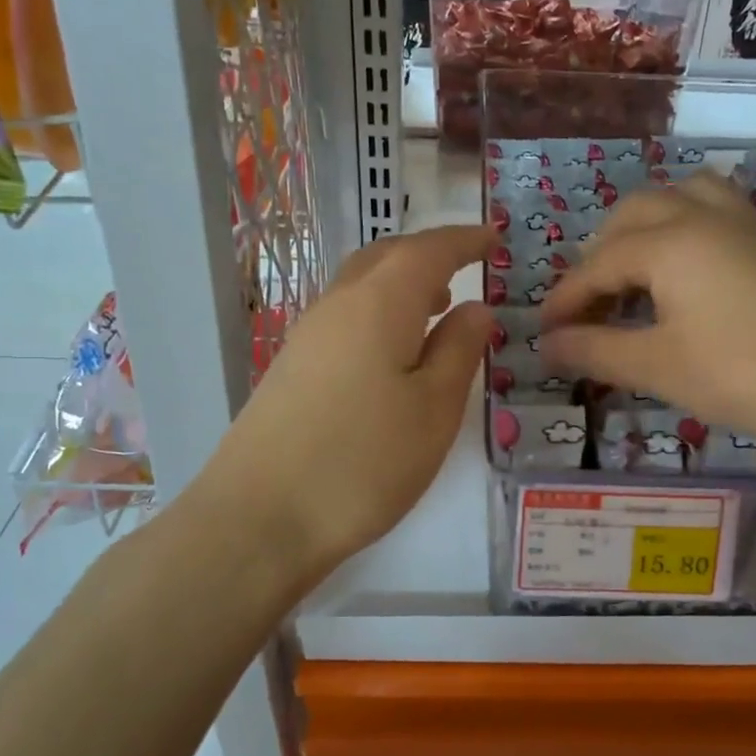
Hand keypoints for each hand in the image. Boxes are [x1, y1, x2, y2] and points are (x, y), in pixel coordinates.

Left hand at [212, 224, 494, 576]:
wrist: (260, 517)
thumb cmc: (365, 461)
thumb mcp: (434, 409)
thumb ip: (460, 349)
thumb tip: (476, 308)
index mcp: (379, 303)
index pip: (428, 250)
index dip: (464, 240)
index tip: (494, 238)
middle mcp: (337, 304)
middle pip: (386, 257)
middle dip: (429, 255)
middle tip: (466, 270)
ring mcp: (307, 336)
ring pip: (361, 286)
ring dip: (402, 285)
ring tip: (437, 308)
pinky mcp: (291, 368)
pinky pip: (345, 317)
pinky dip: (378, 313)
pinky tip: (393, 353)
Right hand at [540, 174, 755, 454]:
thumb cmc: (740, 375)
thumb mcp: (656, 367)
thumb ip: (594, 350)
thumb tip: (545, 347)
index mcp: (669, 242)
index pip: (597, 264)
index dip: (565, 299)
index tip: (544, 331)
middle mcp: (702, 215)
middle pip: (631, 216)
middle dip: (598, 256)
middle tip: (588, 306)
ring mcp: (742, 220)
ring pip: (675, 197)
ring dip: (642, 227)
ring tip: (632, 272)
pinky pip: (713, 206)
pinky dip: (682, 223)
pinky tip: (684, 266)